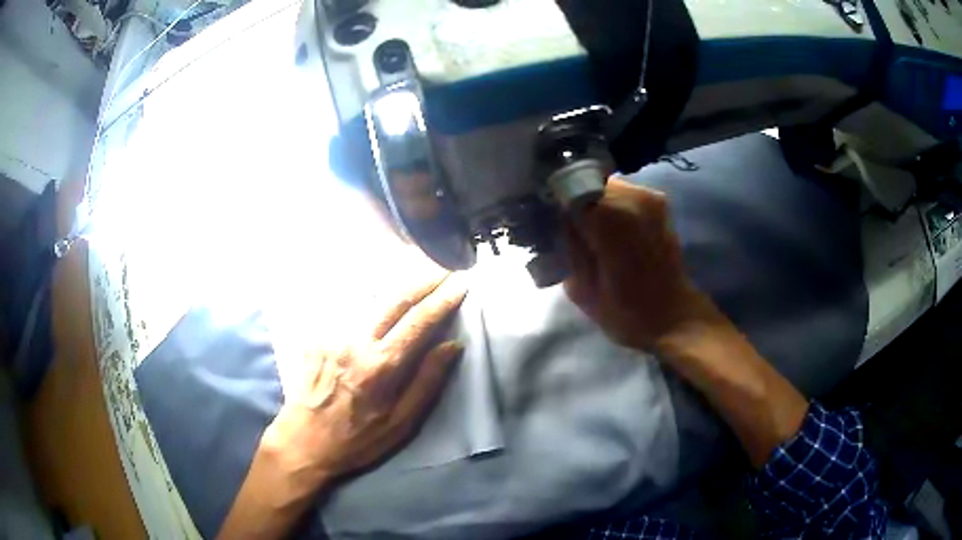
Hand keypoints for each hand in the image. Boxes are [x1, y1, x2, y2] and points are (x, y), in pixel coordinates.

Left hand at [262, 270, 467, 493]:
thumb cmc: (358, 439)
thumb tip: (452, 345)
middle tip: (443, 269)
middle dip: (423, 280)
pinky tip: (379, 292)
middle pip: (394, 299)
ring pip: (369, 297)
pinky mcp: (316, 334)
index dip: (443, 300)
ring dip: (397, 283)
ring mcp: (332, 334)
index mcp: (380, 367)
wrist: (304, 441)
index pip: (419, 322)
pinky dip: (369, 295)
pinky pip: (347, 306)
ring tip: (417, 273)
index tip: (461, 284)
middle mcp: (355, 342)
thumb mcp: (401, 423)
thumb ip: (427, 382)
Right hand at [564, 178, 718, 351]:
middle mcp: (632, 197)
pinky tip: (610, 229)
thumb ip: (567, 246)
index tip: (546, 220)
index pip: (566, 189)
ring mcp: (650, 196)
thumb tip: (556, 220)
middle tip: (565, 228)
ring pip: (605, 185)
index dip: (553, 203)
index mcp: (610, 218)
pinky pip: (623, 192)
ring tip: (589, 231)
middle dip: (573, 201)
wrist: (673, 317)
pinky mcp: (659, 201)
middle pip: (586, 183)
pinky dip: (612, 205)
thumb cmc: (627, 313)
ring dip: (594, 202)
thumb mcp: (580, 288)